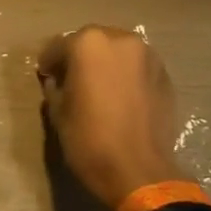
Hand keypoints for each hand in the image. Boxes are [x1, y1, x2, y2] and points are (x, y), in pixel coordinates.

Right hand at [36, 25, 189, 210]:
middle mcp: (121, 40)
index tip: (45, 75)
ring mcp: (148, 57)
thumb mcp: (58, 112)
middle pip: (93, 42)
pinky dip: (125, 76)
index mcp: (89, 44)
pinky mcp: (165, 76)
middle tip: (70, 79)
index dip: (49, 62)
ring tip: (97, 87)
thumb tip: (58, 81)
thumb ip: (55, 88)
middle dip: (79, 57)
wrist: (138, 170)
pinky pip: (137, 68)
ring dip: (105, 64)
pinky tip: (119, 97)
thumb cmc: (89, 139)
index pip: (60, 45)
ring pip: (118, 52)